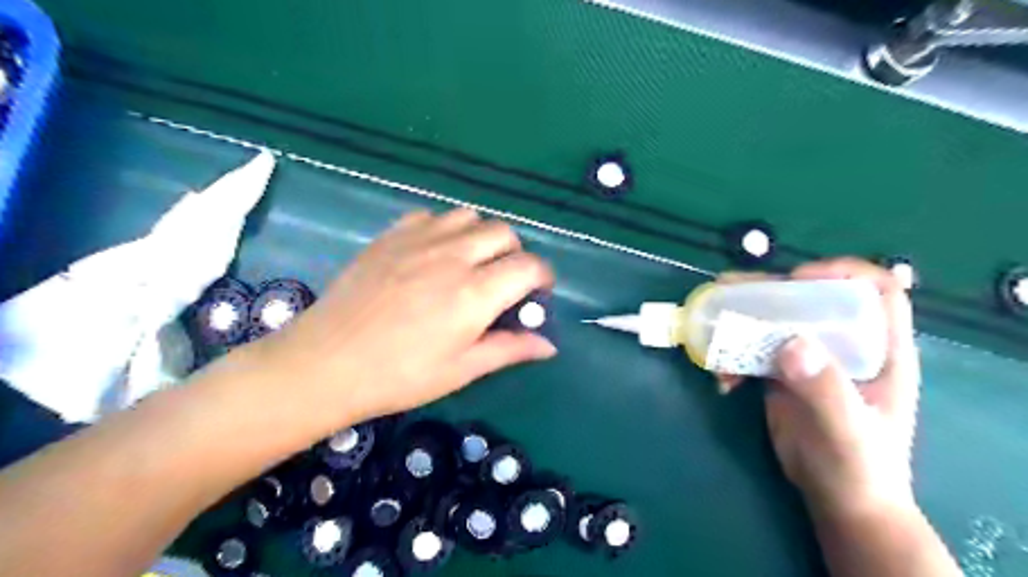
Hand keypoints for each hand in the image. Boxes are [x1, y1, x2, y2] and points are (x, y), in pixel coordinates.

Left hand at [242, 209, 558, 433]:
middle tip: (503, 282)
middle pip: (504, 233)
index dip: (542, 278)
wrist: (326, 362)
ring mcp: (419, 240)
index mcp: (475, 293)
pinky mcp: (391, 235)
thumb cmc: (399, 375)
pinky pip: (431, 216)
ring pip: (470, 216)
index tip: (536, 294)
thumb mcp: (462, 370)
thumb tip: (550, 345)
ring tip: (470, 263)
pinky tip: (433, 254)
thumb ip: (510, 349)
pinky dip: (445, 229)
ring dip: (481, 236)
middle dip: (515, 254)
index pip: (529, 266)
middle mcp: (453, 256)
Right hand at [716, 260, 919, 522]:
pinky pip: (754, 350)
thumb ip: (825, 388)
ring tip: (712, 328)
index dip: (841, 273)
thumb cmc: (860, 468)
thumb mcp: (847, 431)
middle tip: (730, 292)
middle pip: (810, 299)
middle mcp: (844, 345)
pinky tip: (722, 381)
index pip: (874, 290)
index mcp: (880, 350)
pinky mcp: (782, 373)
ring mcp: (810, 358)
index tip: (797, 279)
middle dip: (770, 292)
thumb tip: (790, 342)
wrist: (839, 500)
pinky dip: (733, 358)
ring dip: (741, 322)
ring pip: (776, 321)